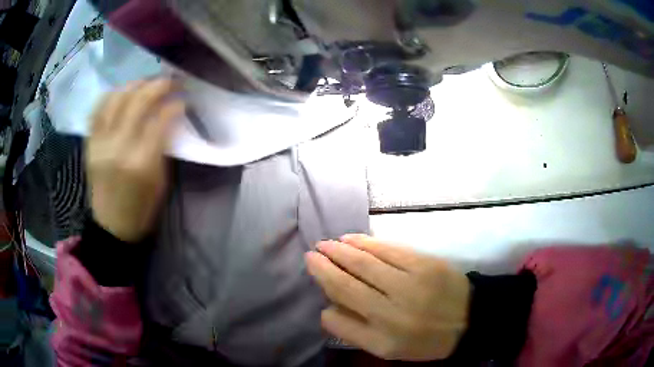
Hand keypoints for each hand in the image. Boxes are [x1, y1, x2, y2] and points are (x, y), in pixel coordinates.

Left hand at [86, 79, 183, 241]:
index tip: (183, 99)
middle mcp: (118, 148)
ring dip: (134, 85)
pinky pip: (97, 110)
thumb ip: (163, 146)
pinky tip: (122, 91)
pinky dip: (111, 95)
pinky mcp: (90, 144)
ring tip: (147, 82)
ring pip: (116, 100)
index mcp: (141, 163)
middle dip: (158, 85)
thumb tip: (169, 116)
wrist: (111, 227)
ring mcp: (100, 144)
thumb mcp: (160, 181)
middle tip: (170, 81)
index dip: (174, 105)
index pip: (160, 120)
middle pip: (138, 102)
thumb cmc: (141, 209)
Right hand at [305, 234, 470, 360]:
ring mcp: (410, 285)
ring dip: (340, 251)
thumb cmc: (427, 339)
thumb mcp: (390, 349)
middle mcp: (392, 312)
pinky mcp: (424, 264)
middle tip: (310, 254)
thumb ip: (356, 333)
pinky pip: (388, 250)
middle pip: (347, 285)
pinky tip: (351, 239)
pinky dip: (365, 243)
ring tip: (326, 244)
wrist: (470, 319)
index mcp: (383, 339)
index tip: (317, 282)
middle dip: (324, 267)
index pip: (339, 319)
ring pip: (365, 263)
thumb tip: (328, 308)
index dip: (325, 297)